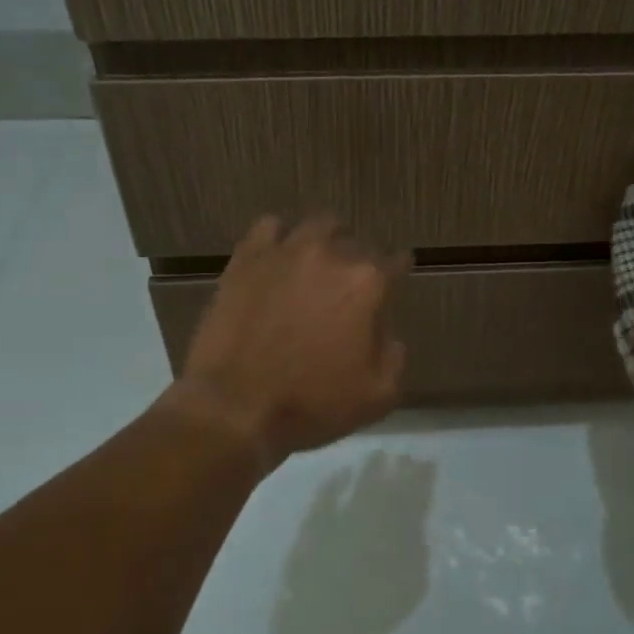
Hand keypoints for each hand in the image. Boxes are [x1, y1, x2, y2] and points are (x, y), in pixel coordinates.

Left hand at [169, 215, 406, 464]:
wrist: (235, 407)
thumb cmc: (311, 404)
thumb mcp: (376, 397)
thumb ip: (394, 358)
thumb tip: (389, 336)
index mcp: (367, 284)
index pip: (396, 263)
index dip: (398, 272)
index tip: (394, 281)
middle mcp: (331, 256)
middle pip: (356, 243)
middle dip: (358, 262)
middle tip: (348, 288)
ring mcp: (286, 252)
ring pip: (317, 227)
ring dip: (325, 241)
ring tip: (316, 265)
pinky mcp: (247, 258)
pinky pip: (269, 227)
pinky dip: (279, 238)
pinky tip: (277, 259)